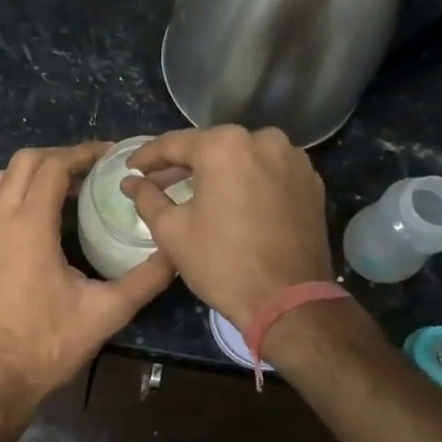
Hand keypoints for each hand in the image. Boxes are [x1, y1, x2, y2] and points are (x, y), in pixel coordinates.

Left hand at [0, 143, 173, 419]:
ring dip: (33, 174)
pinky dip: (16, 196)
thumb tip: (177, 253)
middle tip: (91, 168)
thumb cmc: (49, 345)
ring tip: (68, 188)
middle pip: (22, 162)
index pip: (51, 166)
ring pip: (1, 182)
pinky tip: (40, 220)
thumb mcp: (106, 312)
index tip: (108, 154)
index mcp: (28, 227)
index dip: (81, 154)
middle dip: (57, 156)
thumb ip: (145, 279)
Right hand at [123, 126, 332, 326]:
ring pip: (243, 157)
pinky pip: (269, 172)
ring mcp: (293, 159)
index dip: (147, 156)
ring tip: (196, 193)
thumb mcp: (171, 230)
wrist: (288, 301)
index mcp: (225, 146)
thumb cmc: (221, 262)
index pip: (174, 143)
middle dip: (183, 164)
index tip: (131, 169)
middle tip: (159, 182)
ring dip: (218, 171)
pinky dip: (247, 181)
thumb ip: (147, 197)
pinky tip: (233, 202)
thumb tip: (131, 181)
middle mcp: (263, 140)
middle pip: (212, 147)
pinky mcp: (311, 182)